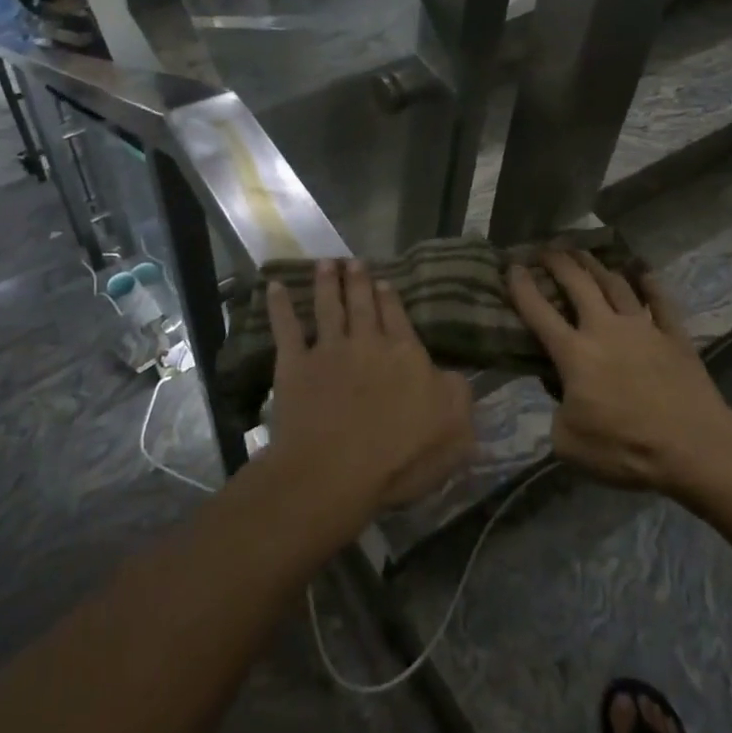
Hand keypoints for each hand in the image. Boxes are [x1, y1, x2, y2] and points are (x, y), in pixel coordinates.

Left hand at [266, 259, 474, 522]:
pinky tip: (275, 287)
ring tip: (326, 263)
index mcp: (406, 356)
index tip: (383, 281)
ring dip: (326, 283)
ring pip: (327, 307)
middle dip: (358, 281)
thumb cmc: (401, 457)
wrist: (335, 471)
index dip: (390, 299)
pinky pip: (286, 328)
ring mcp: (328, 351)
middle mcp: (367, 343)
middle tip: (354, 261)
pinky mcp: (295, 365)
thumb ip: (456, 394)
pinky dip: (279, 306)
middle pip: (362, 305)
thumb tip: (450, 375)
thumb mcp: (455, 429)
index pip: (398, 319)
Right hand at [508, 250, 731, 493]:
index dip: (522, 286)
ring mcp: (643, 328)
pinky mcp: (675, 337)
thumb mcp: (569, 444)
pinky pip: (661, 301)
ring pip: (615, 284)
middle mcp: (605, 329)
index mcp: (574, 354)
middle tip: (546, 249)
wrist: (695, 448)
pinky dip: (651, 283)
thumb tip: (562, 395)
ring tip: (582, 252)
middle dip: (558, 262)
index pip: (539, 311)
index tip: (512, 266)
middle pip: (578, 284)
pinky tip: (643, 270)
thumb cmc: (626, 450)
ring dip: (595, 265)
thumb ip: (557, 413)